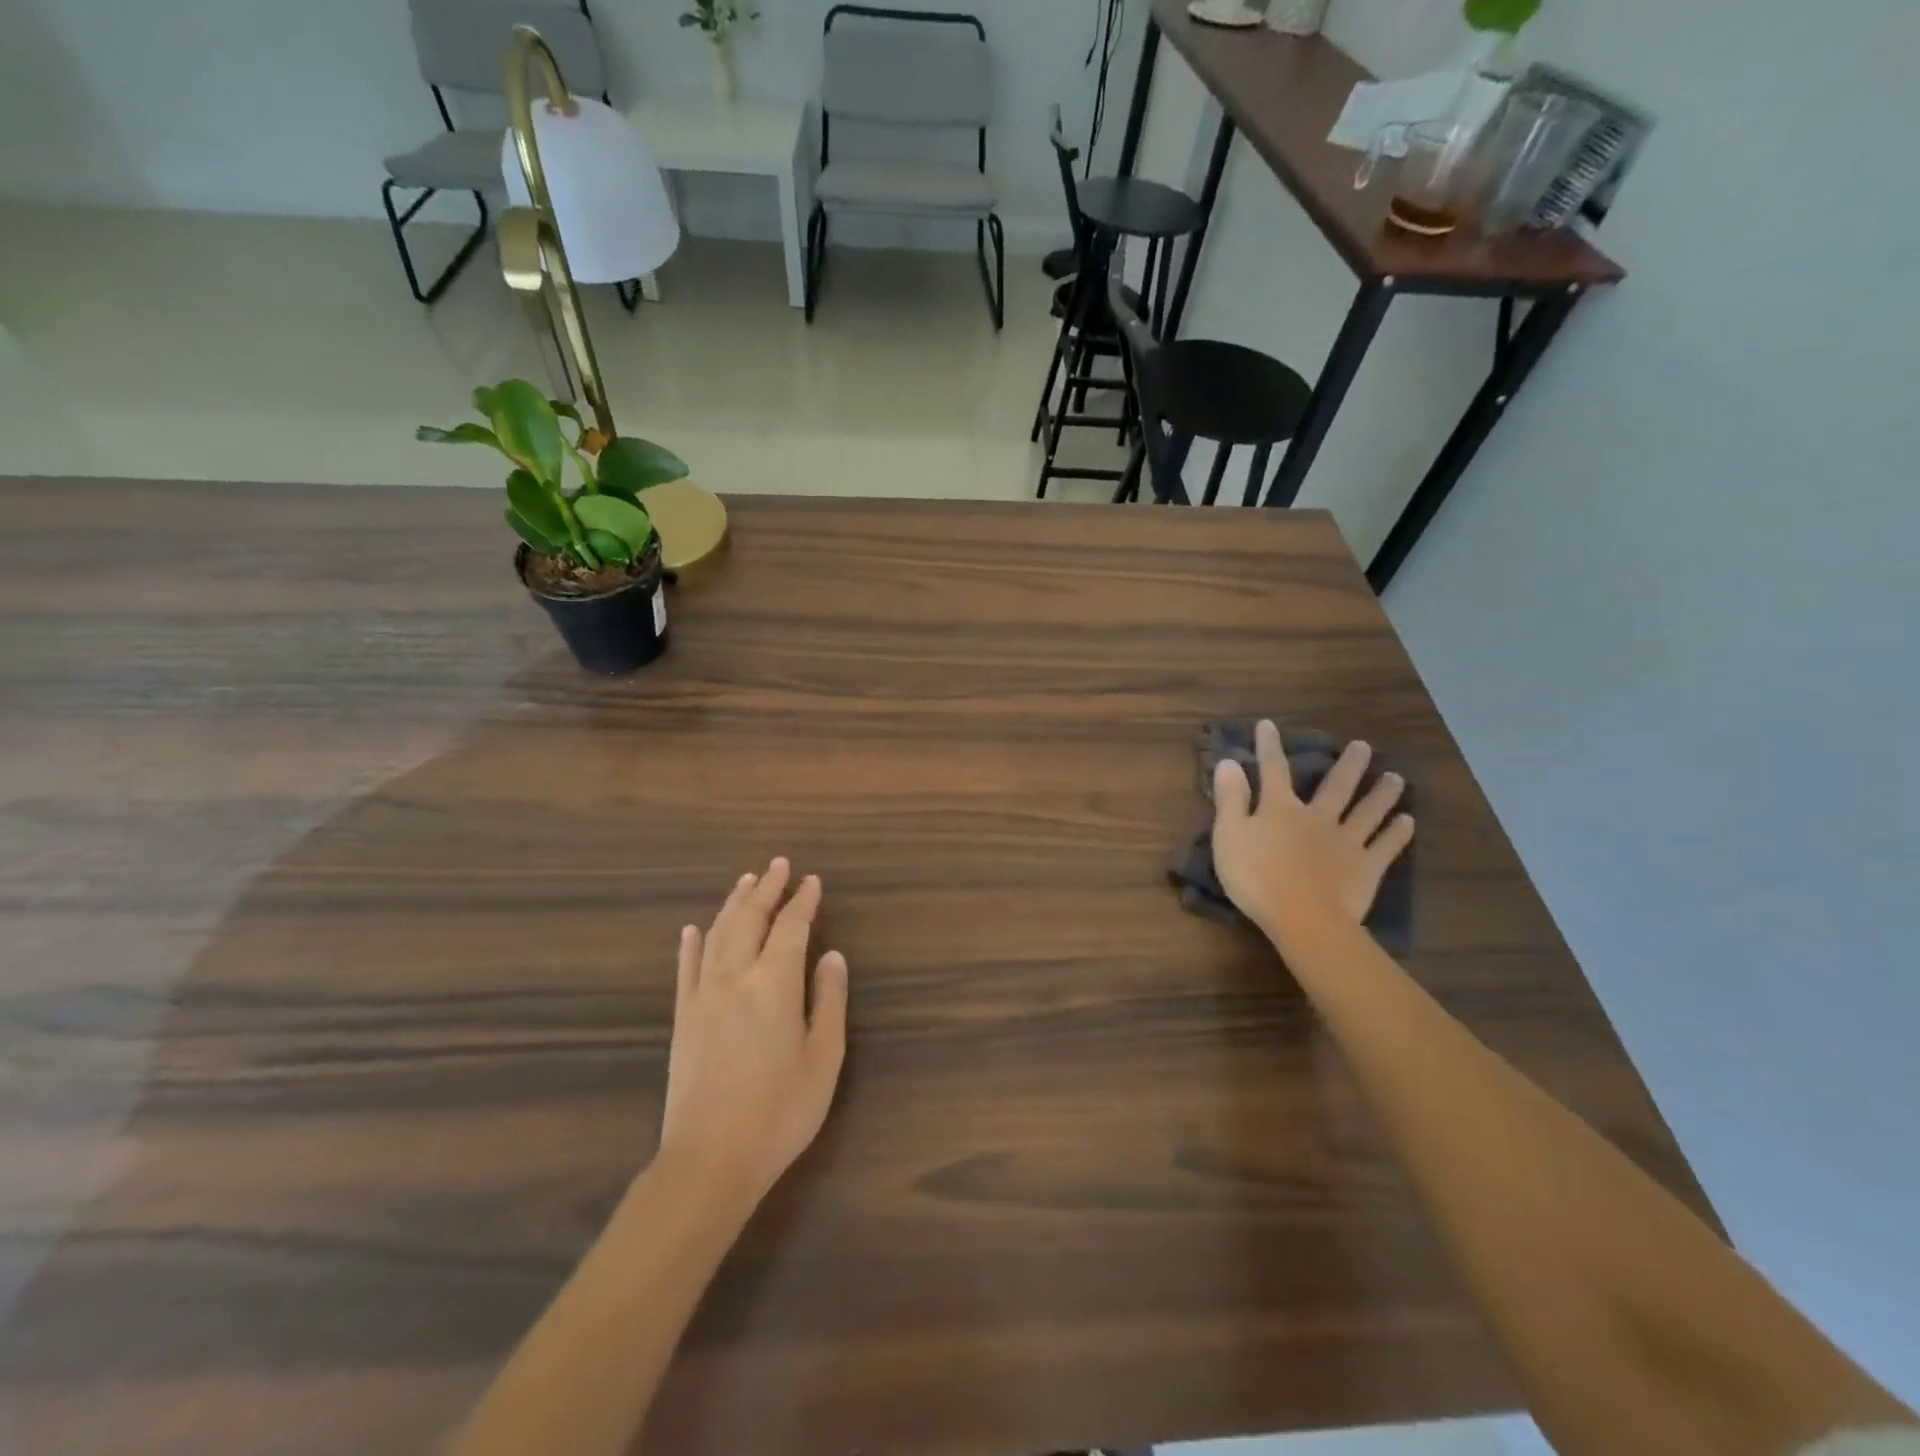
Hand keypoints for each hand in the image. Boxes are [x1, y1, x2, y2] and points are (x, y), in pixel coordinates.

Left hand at [654, 858, 848, 1212]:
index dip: (803, 901)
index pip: (791, 927)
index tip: (812, 880)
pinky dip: (692, 943)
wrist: (710, 1159)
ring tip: (745, 882)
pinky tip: (694, 928)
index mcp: (774, 984)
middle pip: (749, 919)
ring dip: (733, 904)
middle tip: (778, 865)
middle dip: (766, 889)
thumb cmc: (781, 1111)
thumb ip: (829, 1000)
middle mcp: (735, 977)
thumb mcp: (824, 1058)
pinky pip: (686, 968)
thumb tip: (832, 955)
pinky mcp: (682, 1018)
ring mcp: (703, 996)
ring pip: (717, 935)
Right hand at [1211, 720, 1414, 941]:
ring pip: (1367, 811)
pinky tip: (1407, 821)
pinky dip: (1397, 833)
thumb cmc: (1257, 878)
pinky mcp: (1367, 867)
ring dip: (1382, 793)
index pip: (1273, 770)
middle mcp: (1317, 817)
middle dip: (1348, 764)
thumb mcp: (1229, 836)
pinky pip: (1385, 845)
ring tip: (1396, 778)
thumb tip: (1229, 761)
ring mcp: (1346, 841)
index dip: (1269, 747)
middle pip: (1336, 786)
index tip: (1268, 725)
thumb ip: (1231, 798)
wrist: (1304, 918)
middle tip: (1363, 746)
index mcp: (1280, 809)